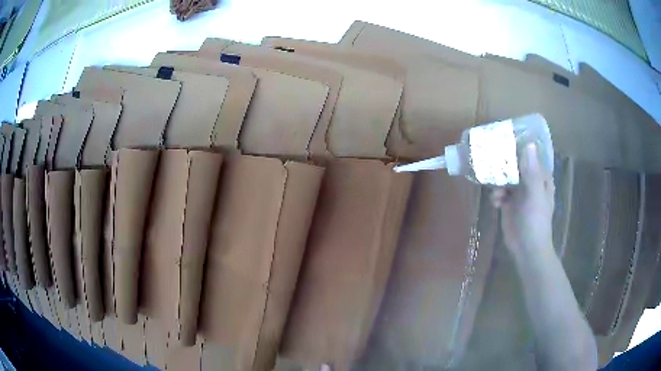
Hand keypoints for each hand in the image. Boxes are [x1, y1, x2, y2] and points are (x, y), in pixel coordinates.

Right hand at [490, 143, 554, 253]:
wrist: (526, 249)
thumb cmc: (535, 221)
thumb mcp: (534, 195)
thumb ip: (531, 171)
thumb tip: (528, 144)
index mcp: (540, 177)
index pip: (531, 155)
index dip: (521, 146)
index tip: (507, 138)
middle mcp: (530, 181)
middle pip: (516, 165)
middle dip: (505, 163)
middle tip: (492, 159)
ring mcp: (519, 193)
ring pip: (506, 178)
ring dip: (498, 182)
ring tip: (496, 192)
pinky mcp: (509, 204)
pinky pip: (499, 192)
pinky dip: (496, 195)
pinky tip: (495, 203)